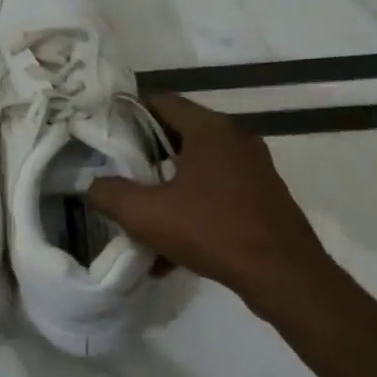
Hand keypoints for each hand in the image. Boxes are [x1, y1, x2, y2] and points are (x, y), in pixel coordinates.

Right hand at [88, 94, 334, 306]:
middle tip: (118, 176)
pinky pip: (216, 195)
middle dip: (145, 158)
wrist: (284, 275)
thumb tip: (92, 186)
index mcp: (210, 129)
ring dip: (167, 190)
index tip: (106, 135)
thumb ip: (110, 194)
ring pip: (197, 170)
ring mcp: (253, 169)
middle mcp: (235, 139)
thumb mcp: (146, 214)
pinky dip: (191, 211)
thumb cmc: (212, 230)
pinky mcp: (263, 198)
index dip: (129, 114)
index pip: (161, 102)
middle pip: (178, 136)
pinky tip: (171, 252)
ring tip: (142, 218)